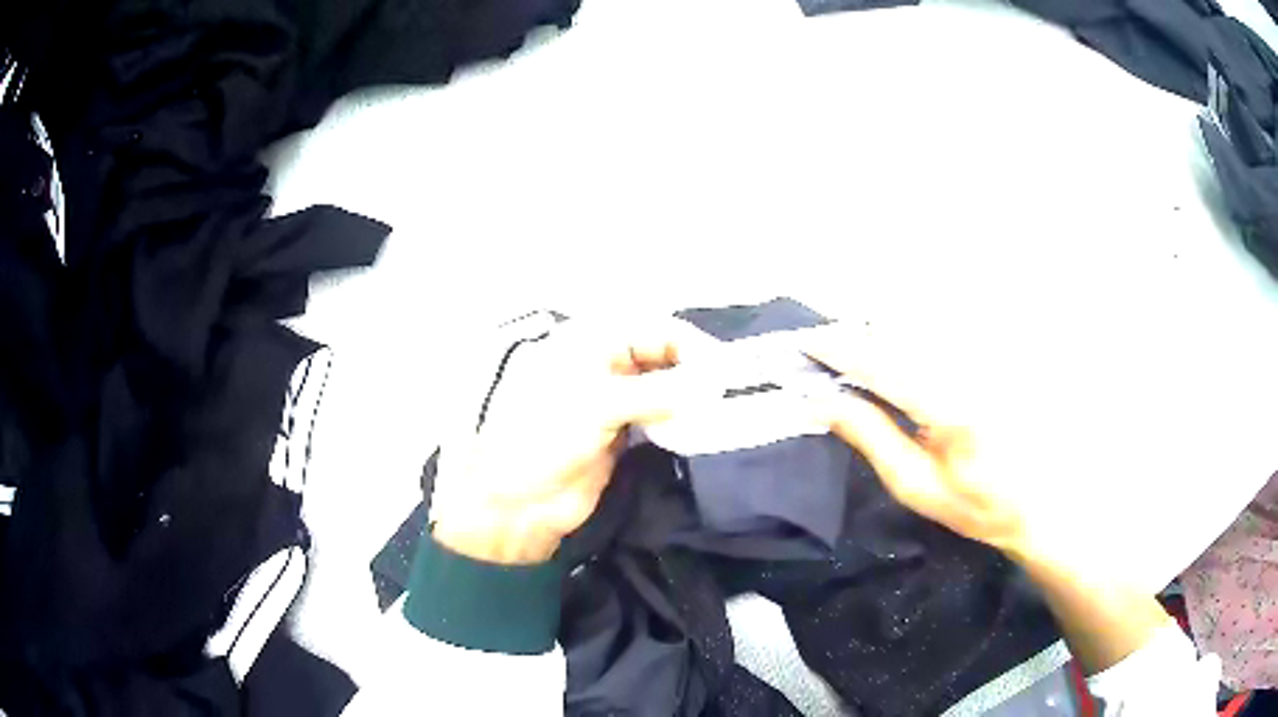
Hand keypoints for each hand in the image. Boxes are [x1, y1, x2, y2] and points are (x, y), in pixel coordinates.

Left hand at [430, 317, 708, 564]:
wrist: (518, 501)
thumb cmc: (545, 438)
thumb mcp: (598, 405)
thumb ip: (659, 391)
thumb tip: (714, 383)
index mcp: (593, 340)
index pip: (657, 329)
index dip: (694, 347)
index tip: (727, 375)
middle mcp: (608, 361)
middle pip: (666, 354)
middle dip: (696, 371)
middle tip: (730, 396)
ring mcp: (616, 397)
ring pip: (666, 385)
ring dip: (692, 396)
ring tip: (723, 413)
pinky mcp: (623, 430)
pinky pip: (661, 415)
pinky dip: (681, 419)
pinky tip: (700, 430)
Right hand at [800, 327, 1030, 557]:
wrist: (1038, 499)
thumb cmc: (974, 504)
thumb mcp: (916, 485)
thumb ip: (870, 437)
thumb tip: (821, 401)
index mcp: (948, 406)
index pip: (880, 364)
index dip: (838, 350)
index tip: (804, 343)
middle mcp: (967, 365)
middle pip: (899, 327)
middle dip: (857, 332)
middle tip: (826, 350)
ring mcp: (984, 352)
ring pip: (920, 320)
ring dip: (881, 328)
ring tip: (857, 350)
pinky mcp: (993, 349)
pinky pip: (944, 327)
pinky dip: (911, 331)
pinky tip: (899, 350)